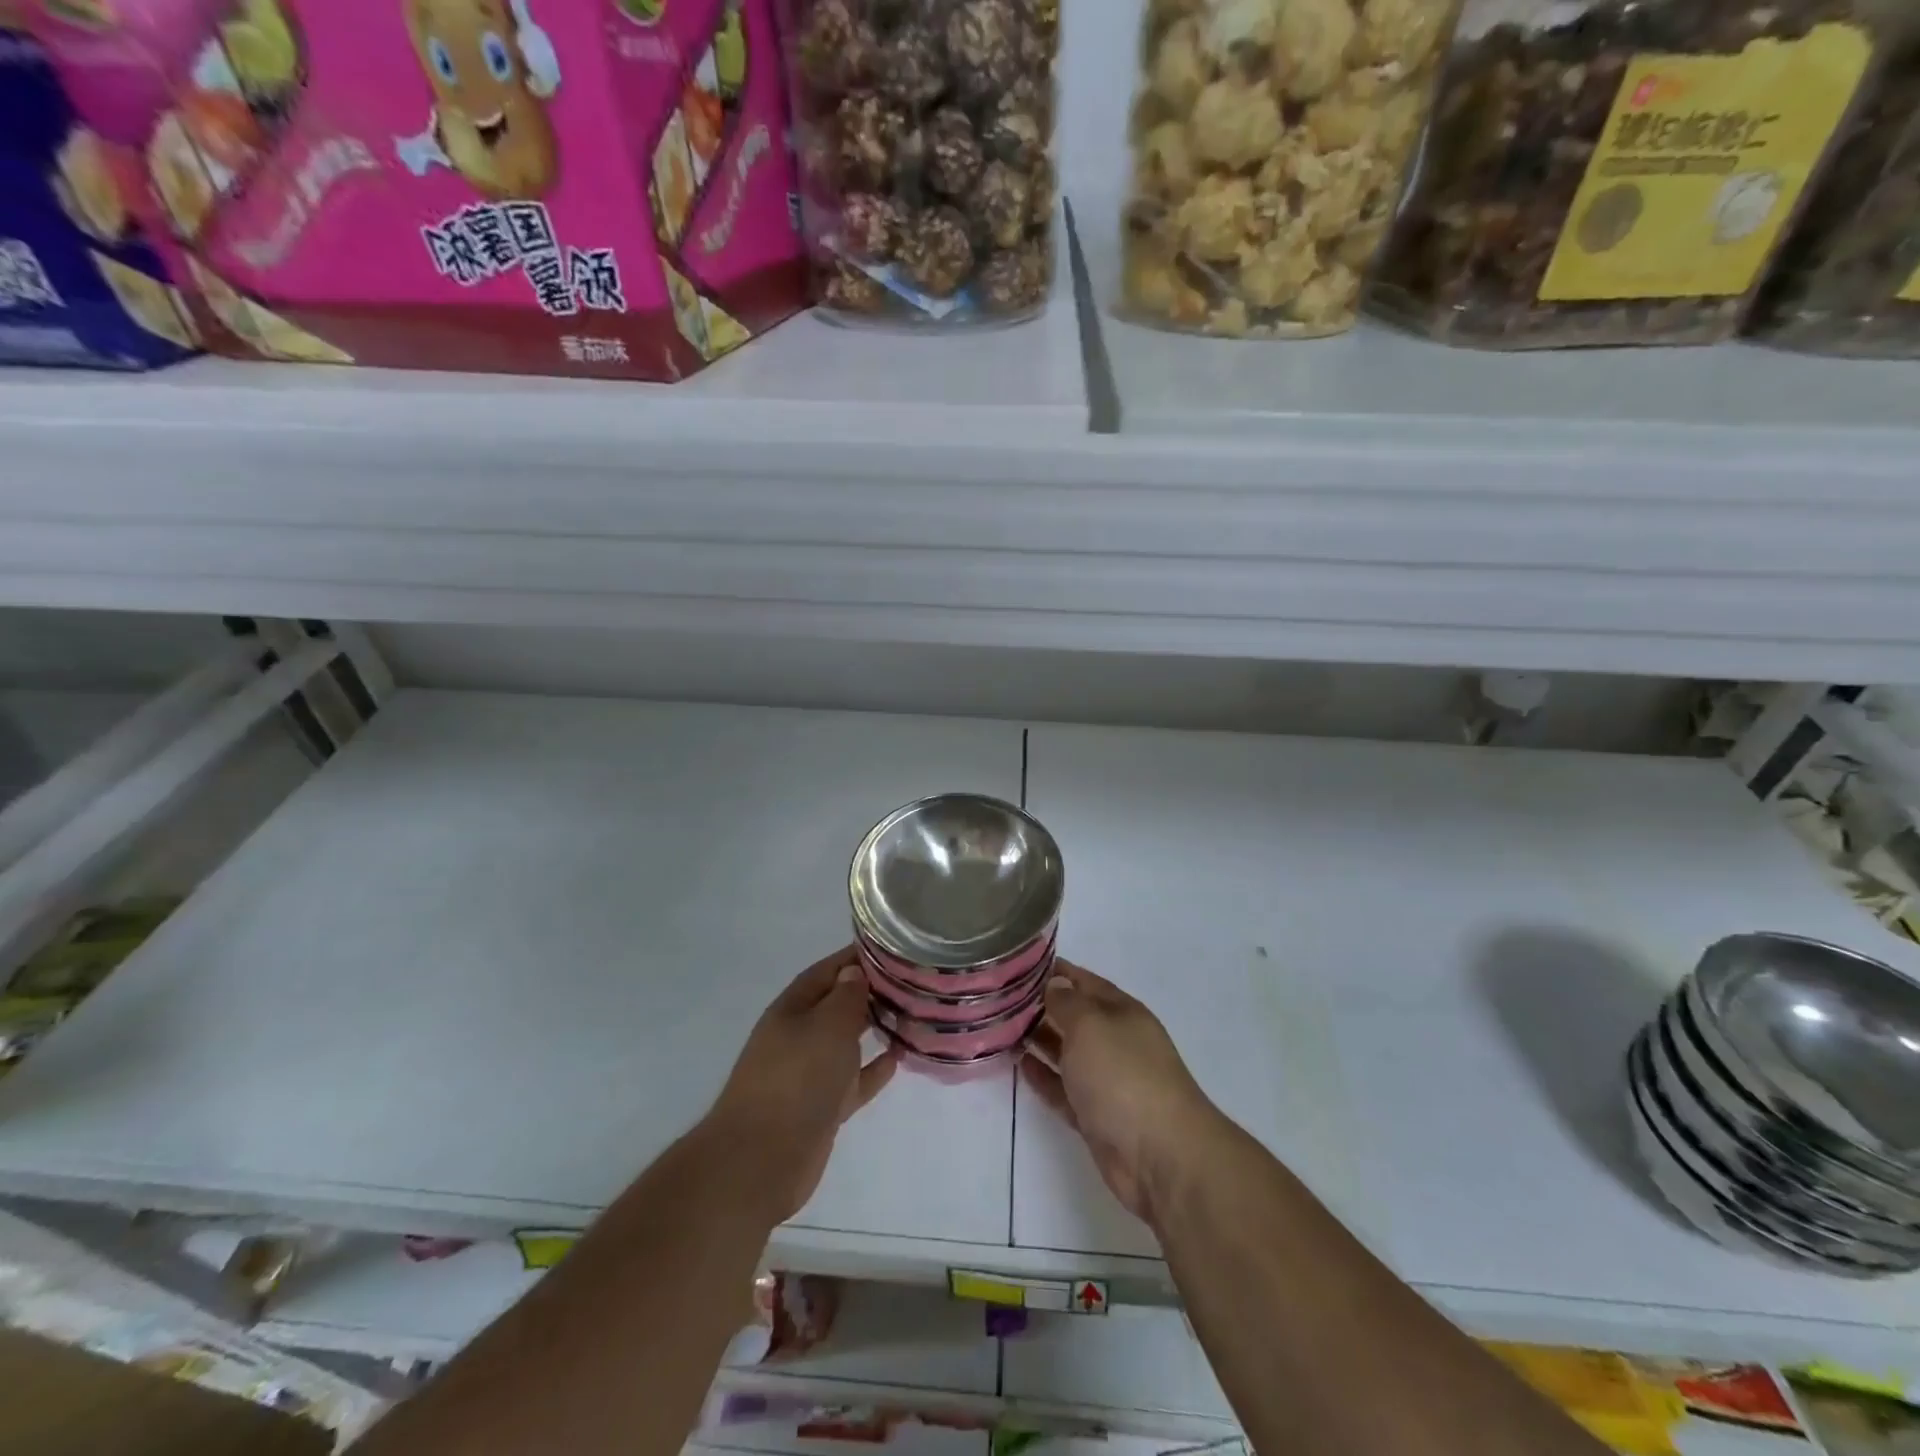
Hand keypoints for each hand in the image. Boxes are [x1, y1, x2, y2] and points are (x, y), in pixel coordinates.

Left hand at [707, 947, 897, 1223]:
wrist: (762, 1159)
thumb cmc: (797, 1078)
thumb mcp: (827, 1025)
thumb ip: (846, 996)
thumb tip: (853, 971)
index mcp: (792, 1008)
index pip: (827, 970)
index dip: (854, 957)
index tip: (889, 949)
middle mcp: (798, 1035)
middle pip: (837, 1005)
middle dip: (869, 992)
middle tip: (909, 982)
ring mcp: (809, 1073)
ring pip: (846, 1042)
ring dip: (874, 1028)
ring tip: (910, 1015)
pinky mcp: (821, 1107)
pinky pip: (853, 1080)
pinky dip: (873, 1069)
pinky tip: (898, 1058)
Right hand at [1021, 961, 1220, 1227]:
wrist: (1160, 1156)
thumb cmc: (1123, 1075)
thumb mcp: (1090, 1025)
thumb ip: (1066, 1003)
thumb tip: (1054, 985)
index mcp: (1121, 1012)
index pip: (1083, 981)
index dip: (1054, 971)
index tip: (1018, 965)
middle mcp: (1115, 1041)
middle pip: (1074, 1016)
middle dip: (1041, 1005)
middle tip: (1001, 998)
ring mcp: (1107, 1080)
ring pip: (1067, 1052)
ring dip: (1039, 1039)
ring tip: (1002, 1027)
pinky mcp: (1095, 1116)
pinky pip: (1063, 1088)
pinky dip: (1043, 1076)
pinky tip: (1019, 1064)